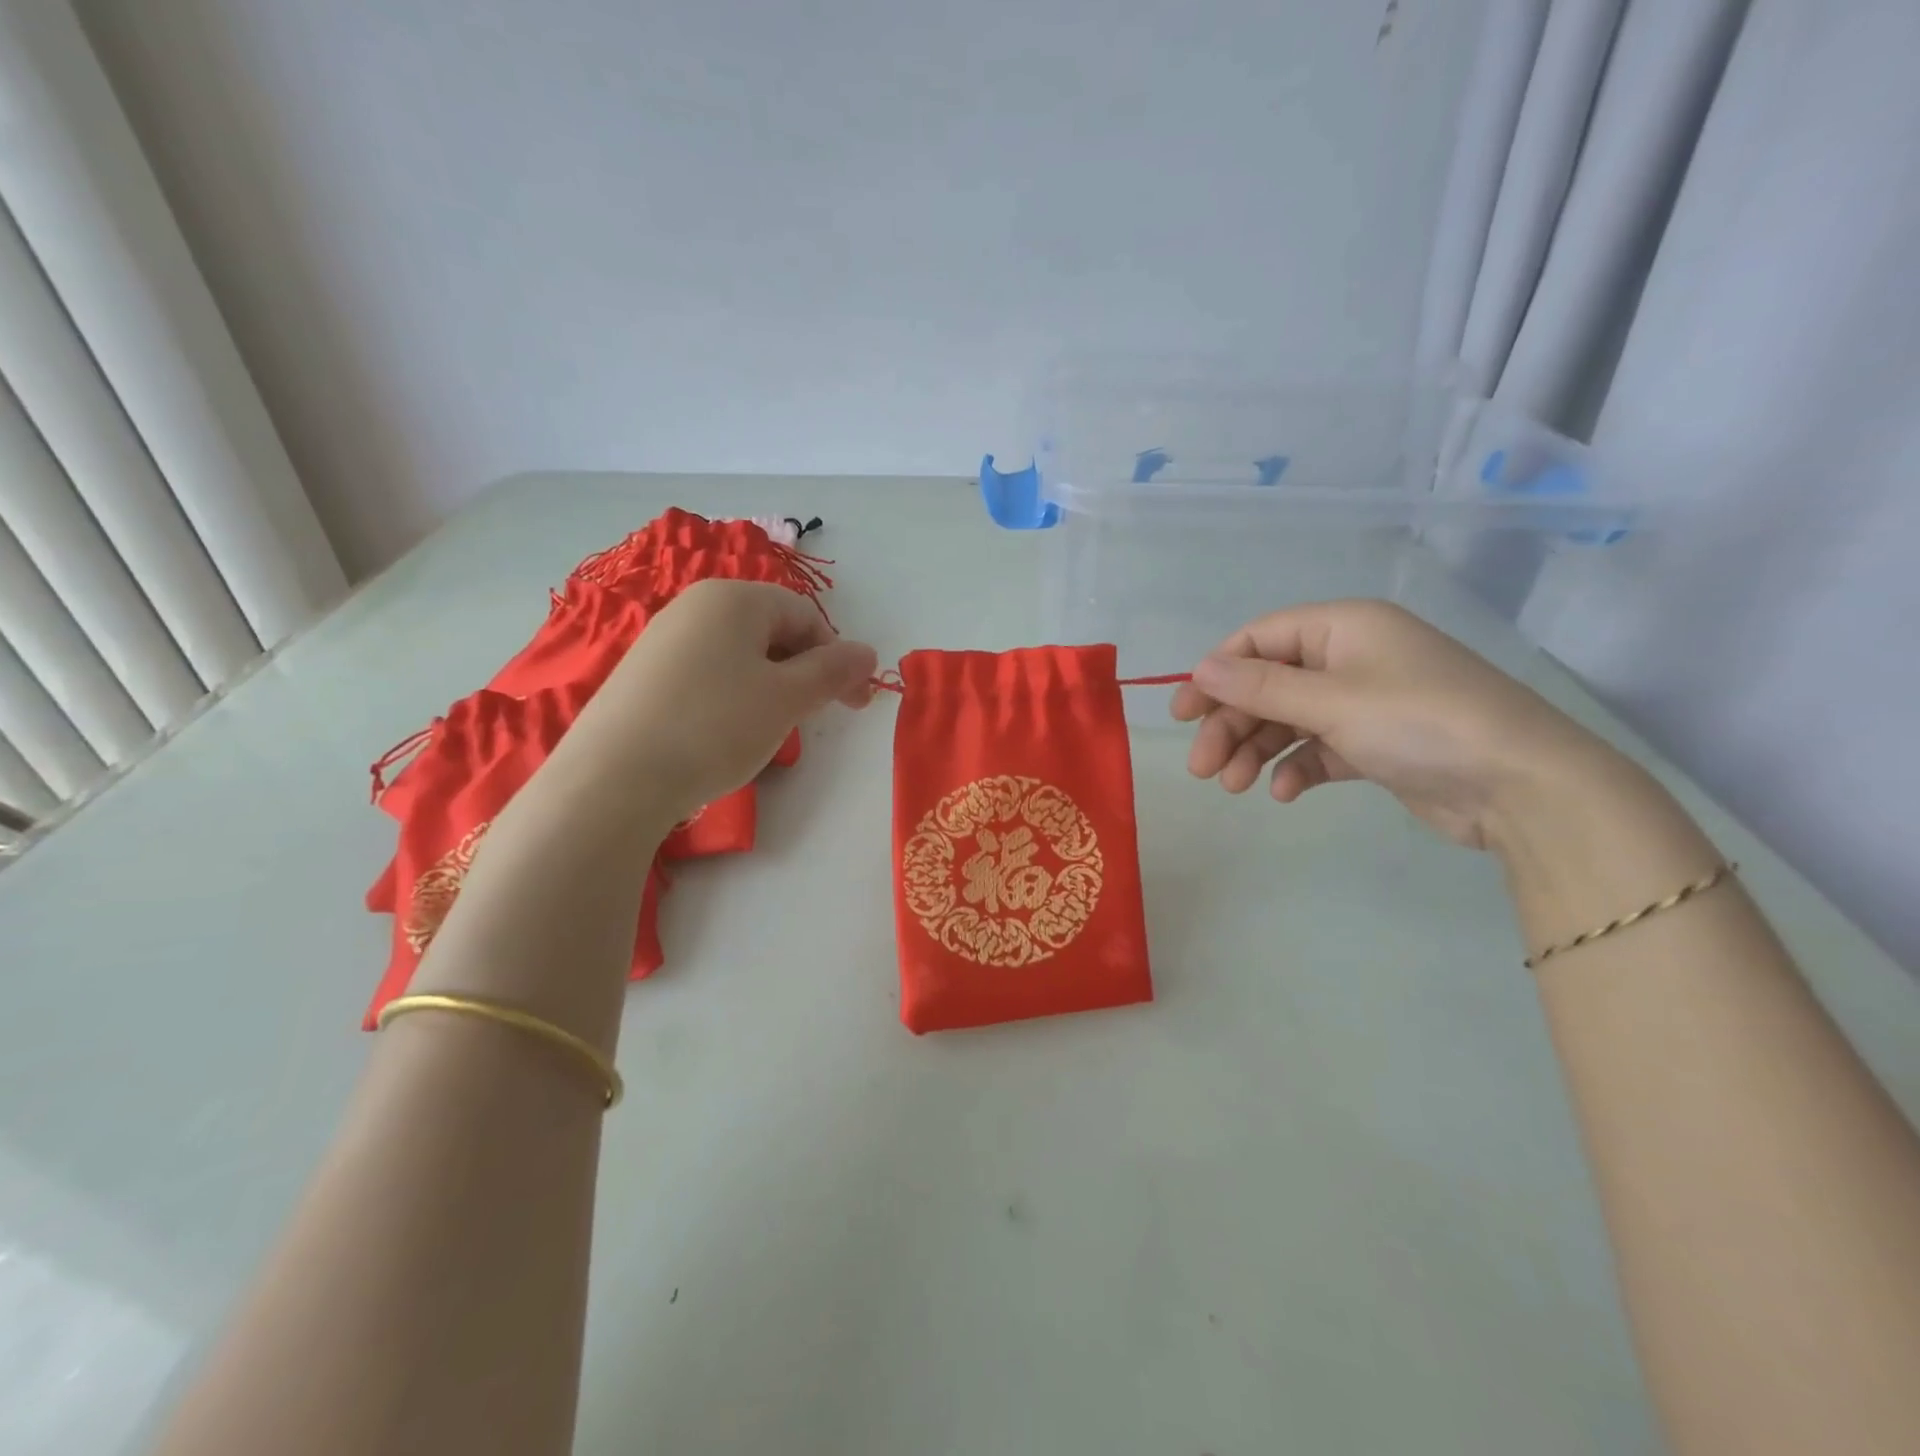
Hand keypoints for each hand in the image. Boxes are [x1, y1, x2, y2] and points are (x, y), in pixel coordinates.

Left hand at [559, 579, 877, 825]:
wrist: (615, 778)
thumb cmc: (715, 725)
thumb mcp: (787, 698)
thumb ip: (833, 671)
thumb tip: (868, 652)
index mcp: (734, 598)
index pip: (805, 616)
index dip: (837, 658)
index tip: (854, 704)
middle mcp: (695, 607)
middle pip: (771, 632)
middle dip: (803, 673)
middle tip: (811, 719)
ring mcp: (663, 640)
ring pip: (739, 656)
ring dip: (769, 689)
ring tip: (767, 731)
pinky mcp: (642, 676)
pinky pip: (706, 675)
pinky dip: (731, 699)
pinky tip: (723, 735)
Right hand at [1172, 599, 1619, 850]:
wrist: (1521, 787)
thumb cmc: (1420, 722)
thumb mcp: (1332, 700)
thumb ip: (1260, 687)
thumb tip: (1201, 668)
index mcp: (1343, 627)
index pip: (1260, 639)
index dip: (1216, 673)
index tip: (1183, 713)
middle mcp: (1351, 658)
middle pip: (1269, 685)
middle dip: (1231, 724)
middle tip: (1202, 768)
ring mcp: (1365, 702)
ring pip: (1289, 720)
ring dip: (1256, 750)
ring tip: (1233, 786)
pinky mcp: (1376, 744)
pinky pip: (1318, 749)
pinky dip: (1297, 768)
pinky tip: (1286, 793)